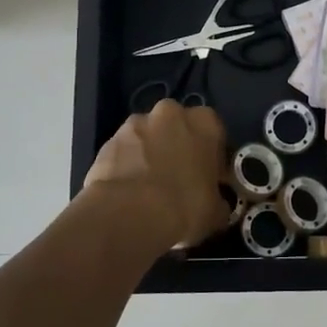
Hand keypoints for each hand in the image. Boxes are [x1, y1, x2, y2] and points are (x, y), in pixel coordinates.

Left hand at [83, 100, 229, 248]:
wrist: (130, 214)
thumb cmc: (185, 207)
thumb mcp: (216, 211)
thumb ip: (218, 197)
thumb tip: (214, 202)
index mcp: (205, 122)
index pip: (214, 133)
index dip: (211, 157)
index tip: (208, 178)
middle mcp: (170, 112)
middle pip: (177, 127)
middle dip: (177, 147)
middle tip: (177, 179)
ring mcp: (135, 124)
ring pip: (148, 137)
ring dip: (150, 154)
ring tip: (148, 188)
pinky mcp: (108, 140)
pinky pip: (124, 152)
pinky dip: (127, 165)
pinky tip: (127, 193)